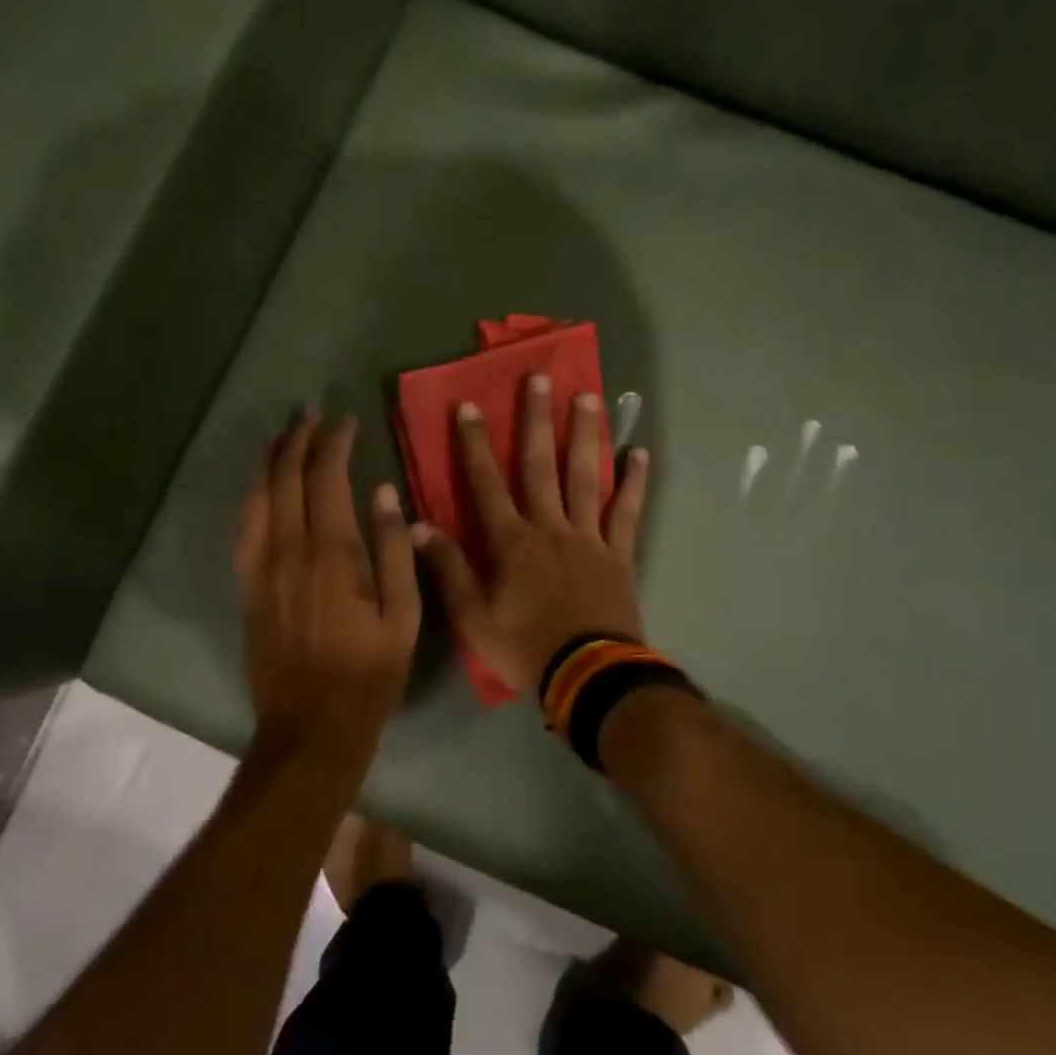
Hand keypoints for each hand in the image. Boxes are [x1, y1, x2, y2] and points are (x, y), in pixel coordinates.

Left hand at [234, 412, 421, 753]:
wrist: (310, 727)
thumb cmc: (369, 674)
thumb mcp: (403, 616)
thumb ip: (395, 550)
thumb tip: (383, 493)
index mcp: (331, 553)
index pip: (327, 478)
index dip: (335, 442)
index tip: (347, 420)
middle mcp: (288, 550)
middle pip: (285, 478)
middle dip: (298, 438)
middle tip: (310, 412)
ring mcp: (260, 568)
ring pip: (257, 497)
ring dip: (270, 460)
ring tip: (283, 435)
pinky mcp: (246, 587)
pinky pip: (243, 527)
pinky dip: (252, 496)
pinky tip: (260, 487)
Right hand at [412, 376, 649, 694]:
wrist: (589, 676)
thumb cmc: (525, 648)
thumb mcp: (472, 618)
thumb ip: (448, 569)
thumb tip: (416, 526)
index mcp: (512, 542)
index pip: (487, 483)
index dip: (475, 444)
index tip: (469, 406)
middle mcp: (550, 527)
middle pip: (541, 465)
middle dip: (537, 420)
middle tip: (539, 378)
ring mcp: (589, 537)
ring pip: (585, 477)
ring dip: (585, 435)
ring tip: (589, 397)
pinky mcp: (619, 554)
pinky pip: (627, 512)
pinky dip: (633, 483)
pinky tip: (639, 453)